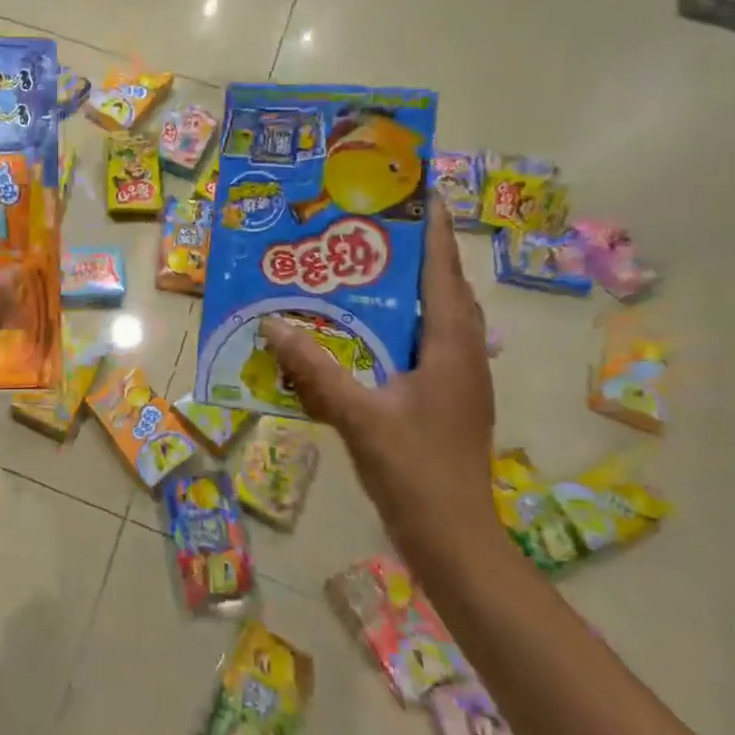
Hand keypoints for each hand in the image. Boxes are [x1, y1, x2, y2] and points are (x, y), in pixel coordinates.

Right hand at [261, 197, 495, 563]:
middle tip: (372, 229)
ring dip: (406, 294)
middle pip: (443, 292)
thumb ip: (315, 369)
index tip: (421, 194)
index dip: (435, 232)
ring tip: (363, 273)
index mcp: (452, 348)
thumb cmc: (415, 471)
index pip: (444, 274)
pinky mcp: (443, 403)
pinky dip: (395, 331)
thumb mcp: (358, 416)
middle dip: (415, 257)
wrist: (455, 541)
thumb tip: (272, 323)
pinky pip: (421, 350)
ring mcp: (456, 382)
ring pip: (434, 322)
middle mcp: (462, 356)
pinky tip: (359, 338)